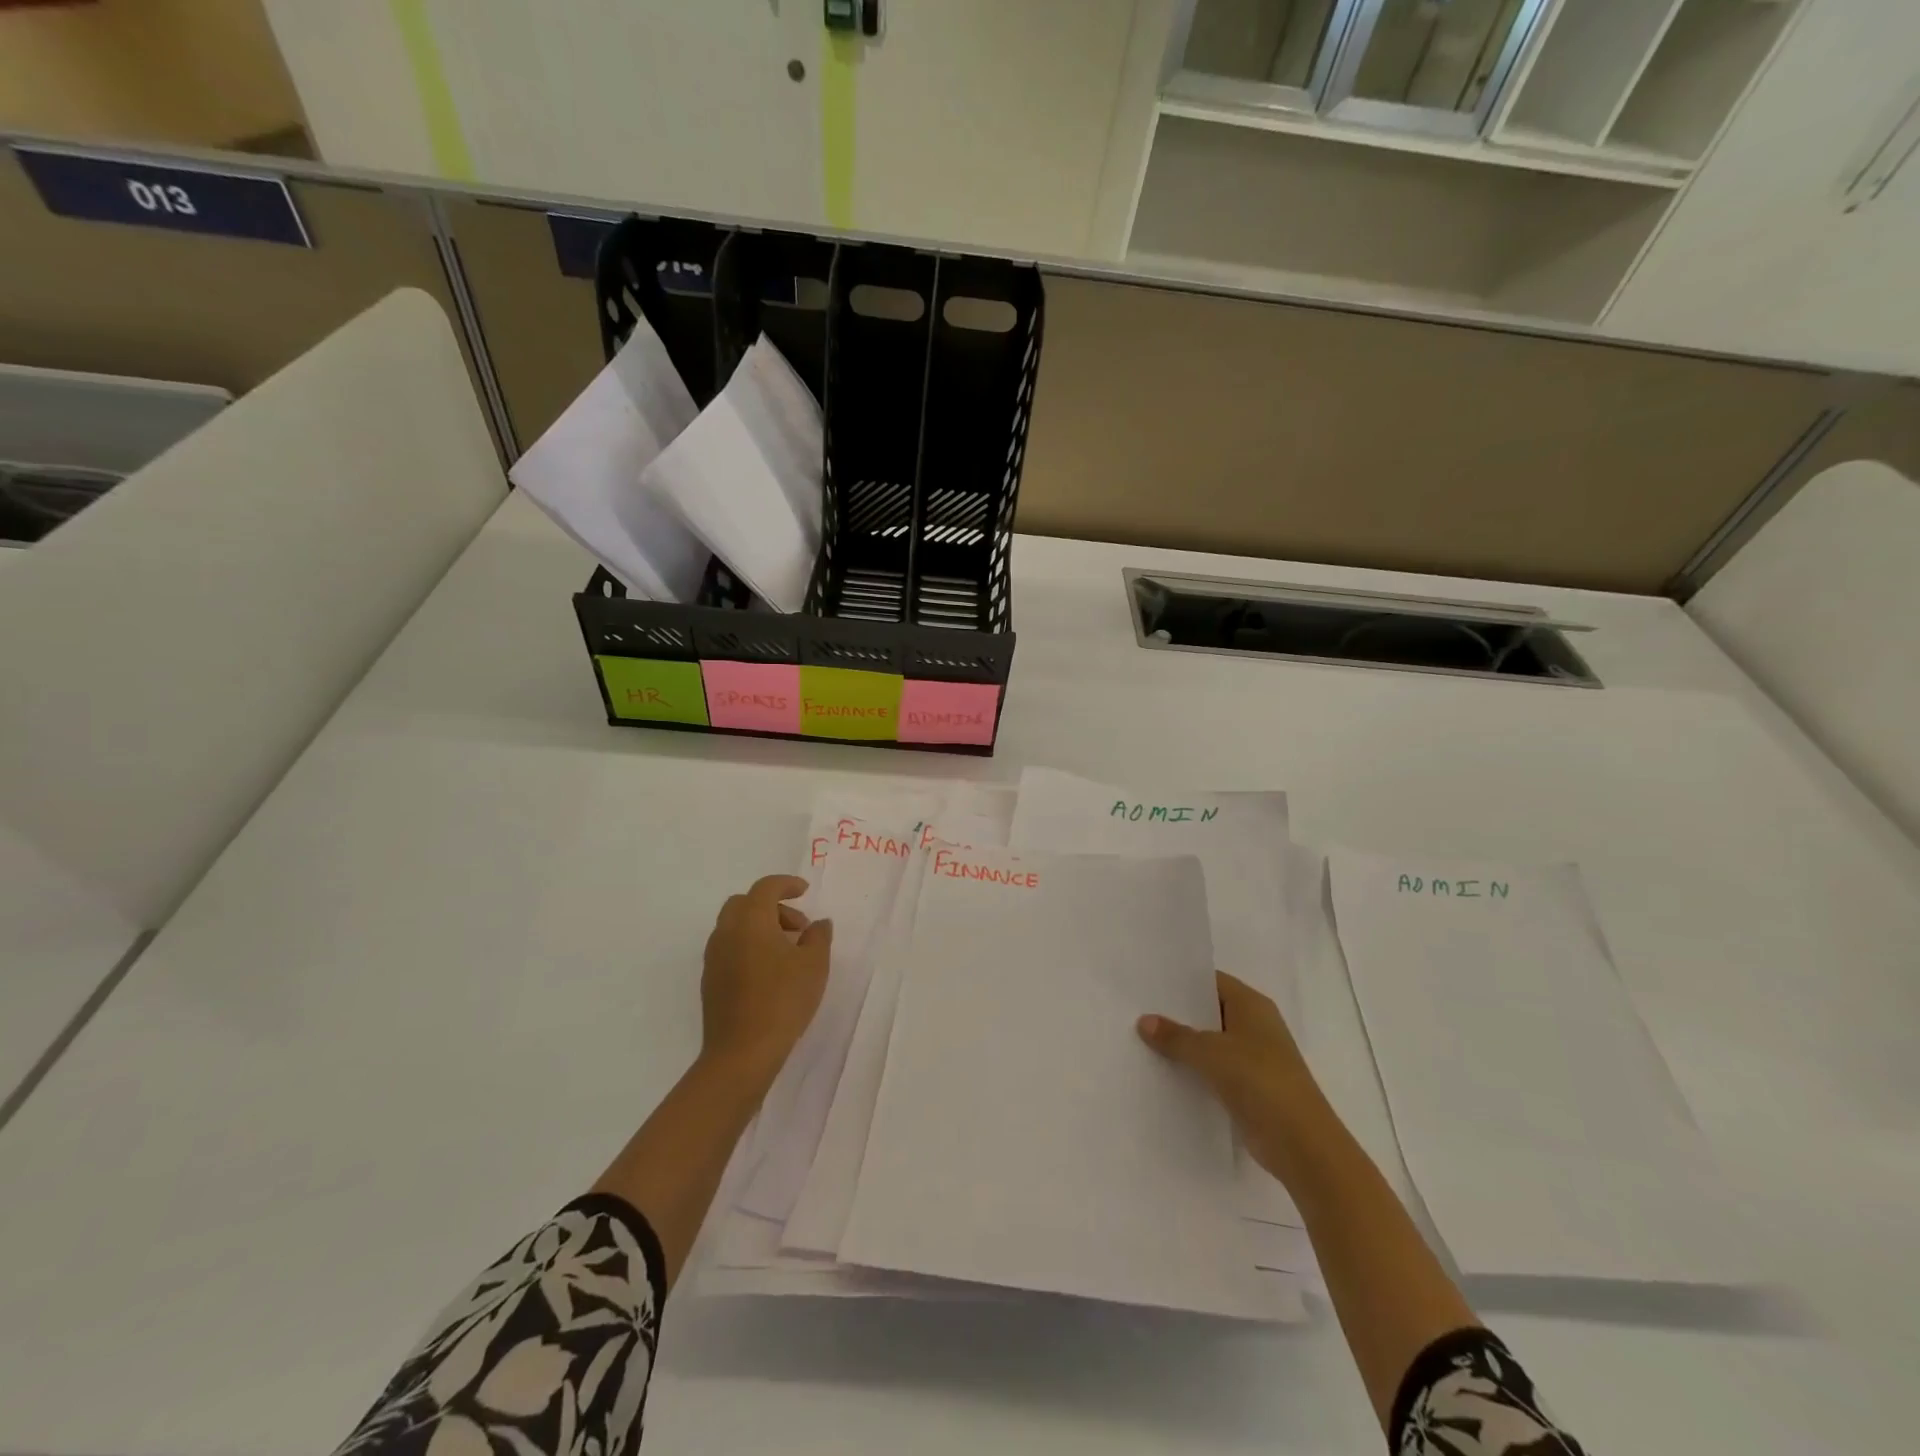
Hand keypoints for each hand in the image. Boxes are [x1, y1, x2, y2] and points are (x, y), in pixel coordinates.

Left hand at [700, 875, 832, 1087]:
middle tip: (798, 927)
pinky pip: (730, 949)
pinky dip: (749, 946)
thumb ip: (819, 937)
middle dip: (772, 907)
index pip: (766, 888)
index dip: (786, 884)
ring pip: (735, 926)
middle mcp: (726, 932)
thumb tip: (818, 924)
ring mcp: (713, 958)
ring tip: (788, 952)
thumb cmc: (782, 1000)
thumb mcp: (814, 965)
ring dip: (760, 927)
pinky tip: (770, 973)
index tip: (805, 891)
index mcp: (750, 920)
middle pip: (744, 903)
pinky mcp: (710, 981)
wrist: (741, 1052)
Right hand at [1138, 972, 1329, 1185]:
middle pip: (1210, 1012)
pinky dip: (1194, 1071)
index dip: (1182, 982)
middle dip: (1177, 1014)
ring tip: (1142, 1040)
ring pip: (1211, 1043)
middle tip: (1137, 1010)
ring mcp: (1254, 1059)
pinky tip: (1164, 1073)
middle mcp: (1255, 1026)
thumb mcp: (1210, 1052)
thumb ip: (1176, 1036)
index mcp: (1252, 1005)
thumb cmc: (1259, 1080)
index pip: (1212, 981)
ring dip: (1184, 1045)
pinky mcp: (1250, 1088)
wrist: (1301, 1143)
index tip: (1148, 983)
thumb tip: (1144, 1021)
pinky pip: (1214, 1070)